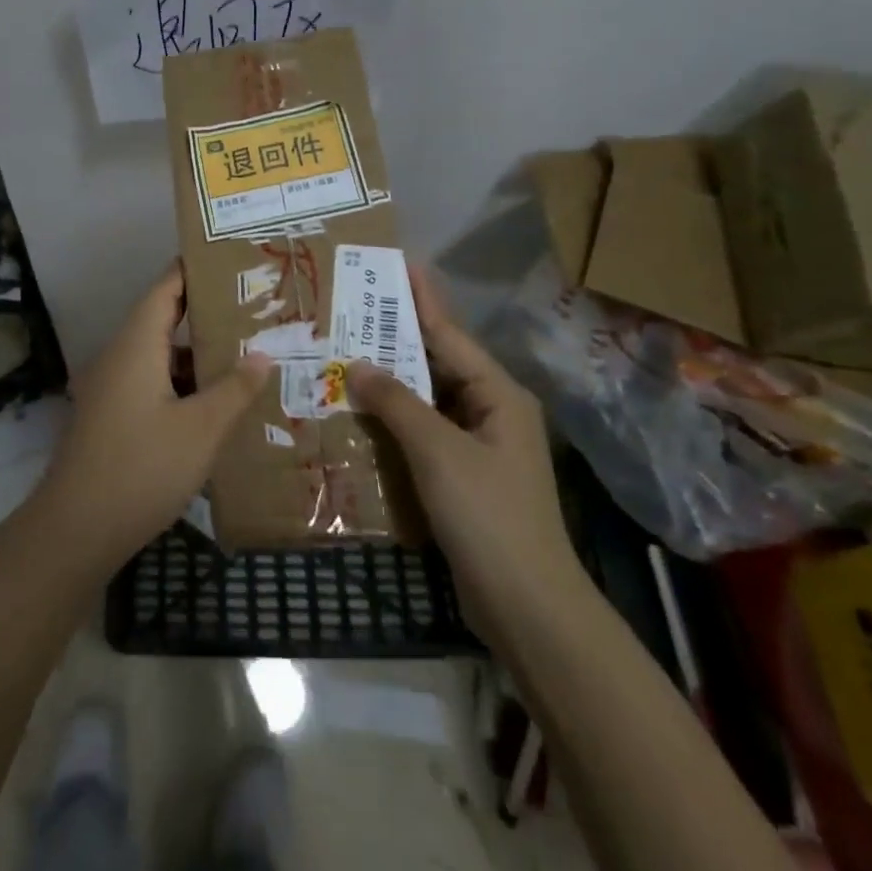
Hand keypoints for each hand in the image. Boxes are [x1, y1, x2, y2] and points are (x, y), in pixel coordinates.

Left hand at [31, 263, 273, 569]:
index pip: (165, 288)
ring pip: (158, 356)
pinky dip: (181, 383)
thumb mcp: (201, 429)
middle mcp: (119, 356)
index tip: (230, 259)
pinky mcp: (110, 416)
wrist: (75, 529)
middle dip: (205, 313)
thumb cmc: (141, 468)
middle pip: (162, 319)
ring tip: (244, 351)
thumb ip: (234, 389)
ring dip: (195, 354)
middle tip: (254, 308)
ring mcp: (110, 387)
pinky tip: (214, 401)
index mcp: (135, 345)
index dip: (193, 270)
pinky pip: (151, 383)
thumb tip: (263, 355)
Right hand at [345, 268, 583, 630]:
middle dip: (395, 338)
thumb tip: (357, 364)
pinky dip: (392, 421)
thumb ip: (396, 402)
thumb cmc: (488, 516)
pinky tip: (358, 414)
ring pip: (426, 400)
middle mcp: (490, 411)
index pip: (449, 334)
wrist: (527, 607)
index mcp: (497, 394)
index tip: (398, 264)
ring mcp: (477, 446)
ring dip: (389, 382)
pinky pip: (422, 433)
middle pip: (436, 363)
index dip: (421, 299)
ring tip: (344, 355)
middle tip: (351, 311)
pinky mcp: (462, 476)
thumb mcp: (439, 451)